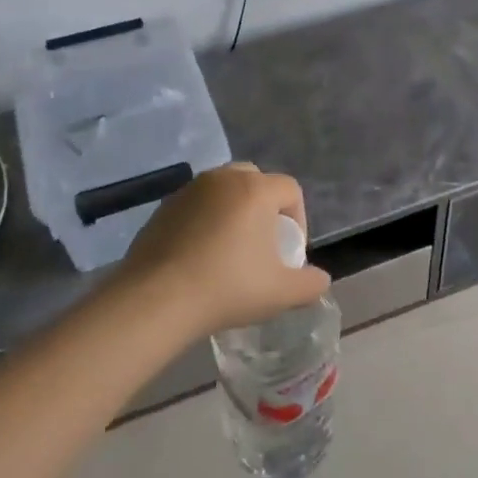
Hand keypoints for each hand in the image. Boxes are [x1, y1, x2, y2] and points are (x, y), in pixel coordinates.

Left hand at [112, 164, 331, 338]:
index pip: (290, 190)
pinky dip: (204, 222)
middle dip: (265, 208)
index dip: (299, 220)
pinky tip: (199, 257)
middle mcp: (222, 179)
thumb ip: (311, 283)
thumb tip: (320, 279)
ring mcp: (188, 190)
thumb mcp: (282, 293)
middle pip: (256, 181)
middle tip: (262, 245)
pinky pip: (195, 206)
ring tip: (230, 251)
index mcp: (256, 190)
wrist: (157, 299)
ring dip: (233, 212)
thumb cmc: (228, 287)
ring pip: (223, 191)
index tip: (289, 254)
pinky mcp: (162, 207)